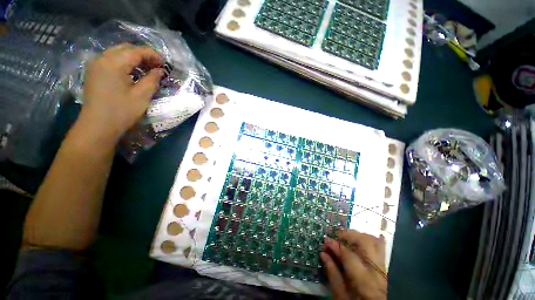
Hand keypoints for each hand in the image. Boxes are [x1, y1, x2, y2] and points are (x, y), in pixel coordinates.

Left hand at [78, 43, 164, 142]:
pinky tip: (132, 72)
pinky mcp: (93, 72)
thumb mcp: (142, 96)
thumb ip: (152, 80)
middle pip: (126, 48)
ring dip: (134, 58)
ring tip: (147, 69)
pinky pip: (111, 60)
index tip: (165, 64)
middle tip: (157, 66)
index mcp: (114, 63)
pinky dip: (124, 62)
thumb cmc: (121, 111)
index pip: (137, 51)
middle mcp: (102, 58)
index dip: (153, 55)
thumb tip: (160, 71)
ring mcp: (95, 64)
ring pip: (118, 53)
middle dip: (144, 55)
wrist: (97, 125)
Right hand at [321, 230, 386, 299]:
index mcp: (364, 281)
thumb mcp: (340, 296)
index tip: (325, 240)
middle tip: (336, 234)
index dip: (335, 245)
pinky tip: (363, 236)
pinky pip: (380, 248)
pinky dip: (370, 239)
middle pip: (366, 242)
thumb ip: (332, 273)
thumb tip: (323, 253)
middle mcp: (377, 271)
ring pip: (375, 242)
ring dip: (358, 235)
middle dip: (349, 234)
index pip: (348, 255)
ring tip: (346, 236)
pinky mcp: (384, 268)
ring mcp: (383, 269)